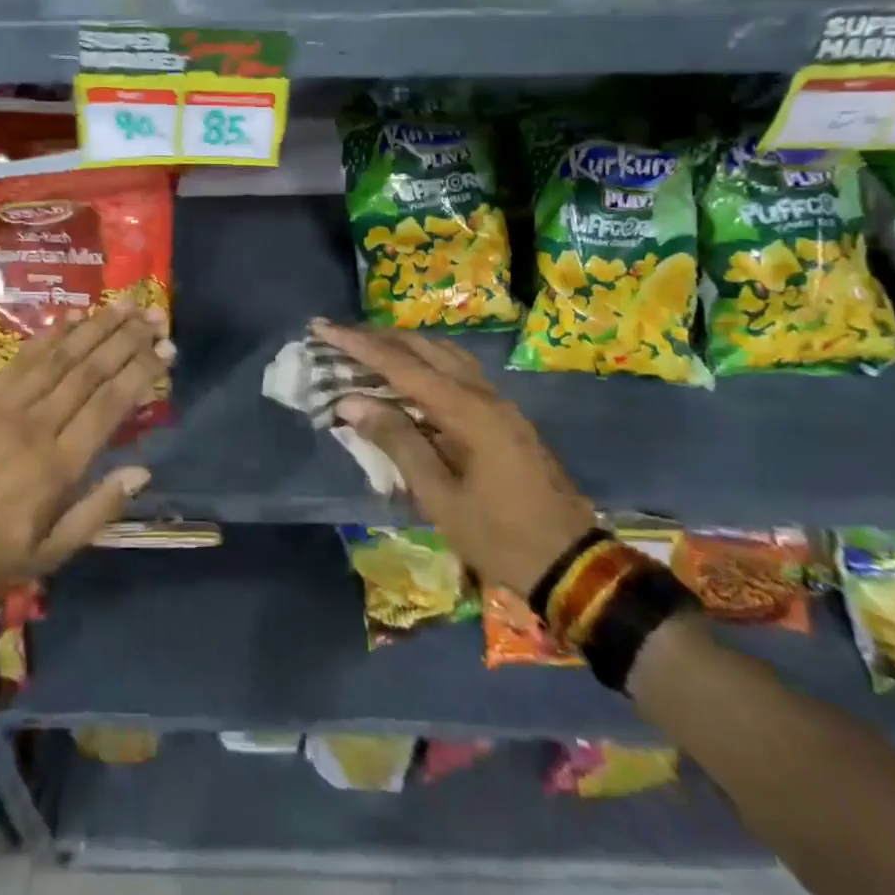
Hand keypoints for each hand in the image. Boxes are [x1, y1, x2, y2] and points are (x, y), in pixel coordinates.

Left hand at [0, 305, 170, 600]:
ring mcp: (7, 406)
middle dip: (127, 340)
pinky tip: (72, 317)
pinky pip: (22, 358)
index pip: (110, 405)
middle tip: (154, 316)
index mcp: (59, 465)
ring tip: (124, 305)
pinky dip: (49, 335)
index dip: (141, 372)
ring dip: (95, 327)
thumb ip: (98, 510)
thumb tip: (142, 471)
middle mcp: (38, 425)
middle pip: (90, 371)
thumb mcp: (51, 553)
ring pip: (60, 356)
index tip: (166, 349)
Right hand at [312, 319, 594, 599]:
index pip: (400, 365)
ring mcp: (499, 404)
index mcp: (467, 411)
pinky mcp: (504, 419)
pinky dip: (426, 365)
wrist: (573, 566)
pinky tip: (409, 379)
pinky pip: (459, 374)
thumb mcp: (439, 497)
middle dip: (379, 337)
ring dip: (404, 347)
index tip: (322, 328)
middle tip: (339, 334)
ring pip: (445, 356)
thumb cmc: (500, 536)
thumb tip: (352, 402)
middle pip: (425, 348)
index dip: (357, 345)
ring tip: (368, 349)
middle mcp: (485, 395)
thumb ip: (397, 442)